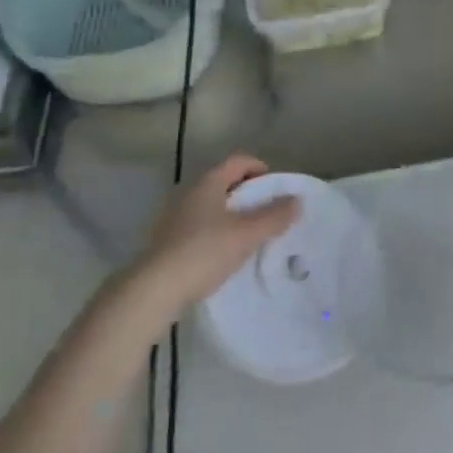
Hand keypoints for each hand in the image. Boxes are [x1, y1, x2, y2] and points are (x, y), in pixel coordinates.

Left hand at [129, 154, 300, 313]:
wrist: (154, 291)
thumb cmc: (204, 252)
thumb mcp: (247, 234)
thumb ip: (275, 216)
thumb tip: (297, 200)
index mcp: (207, 183)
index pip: (238, 161)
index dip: (260, 168)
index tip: (277, 188)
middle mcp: (188, 194)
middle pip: (225, 183)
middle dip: (249, 194)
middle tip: (269, 212)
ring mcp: (174, 218)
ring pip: (212, 207)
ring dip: (233, 216)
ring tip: (251, 235)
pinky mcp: (167, 242)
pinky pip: (200, 228)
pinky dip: (217, 233)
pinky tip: (226, 254)